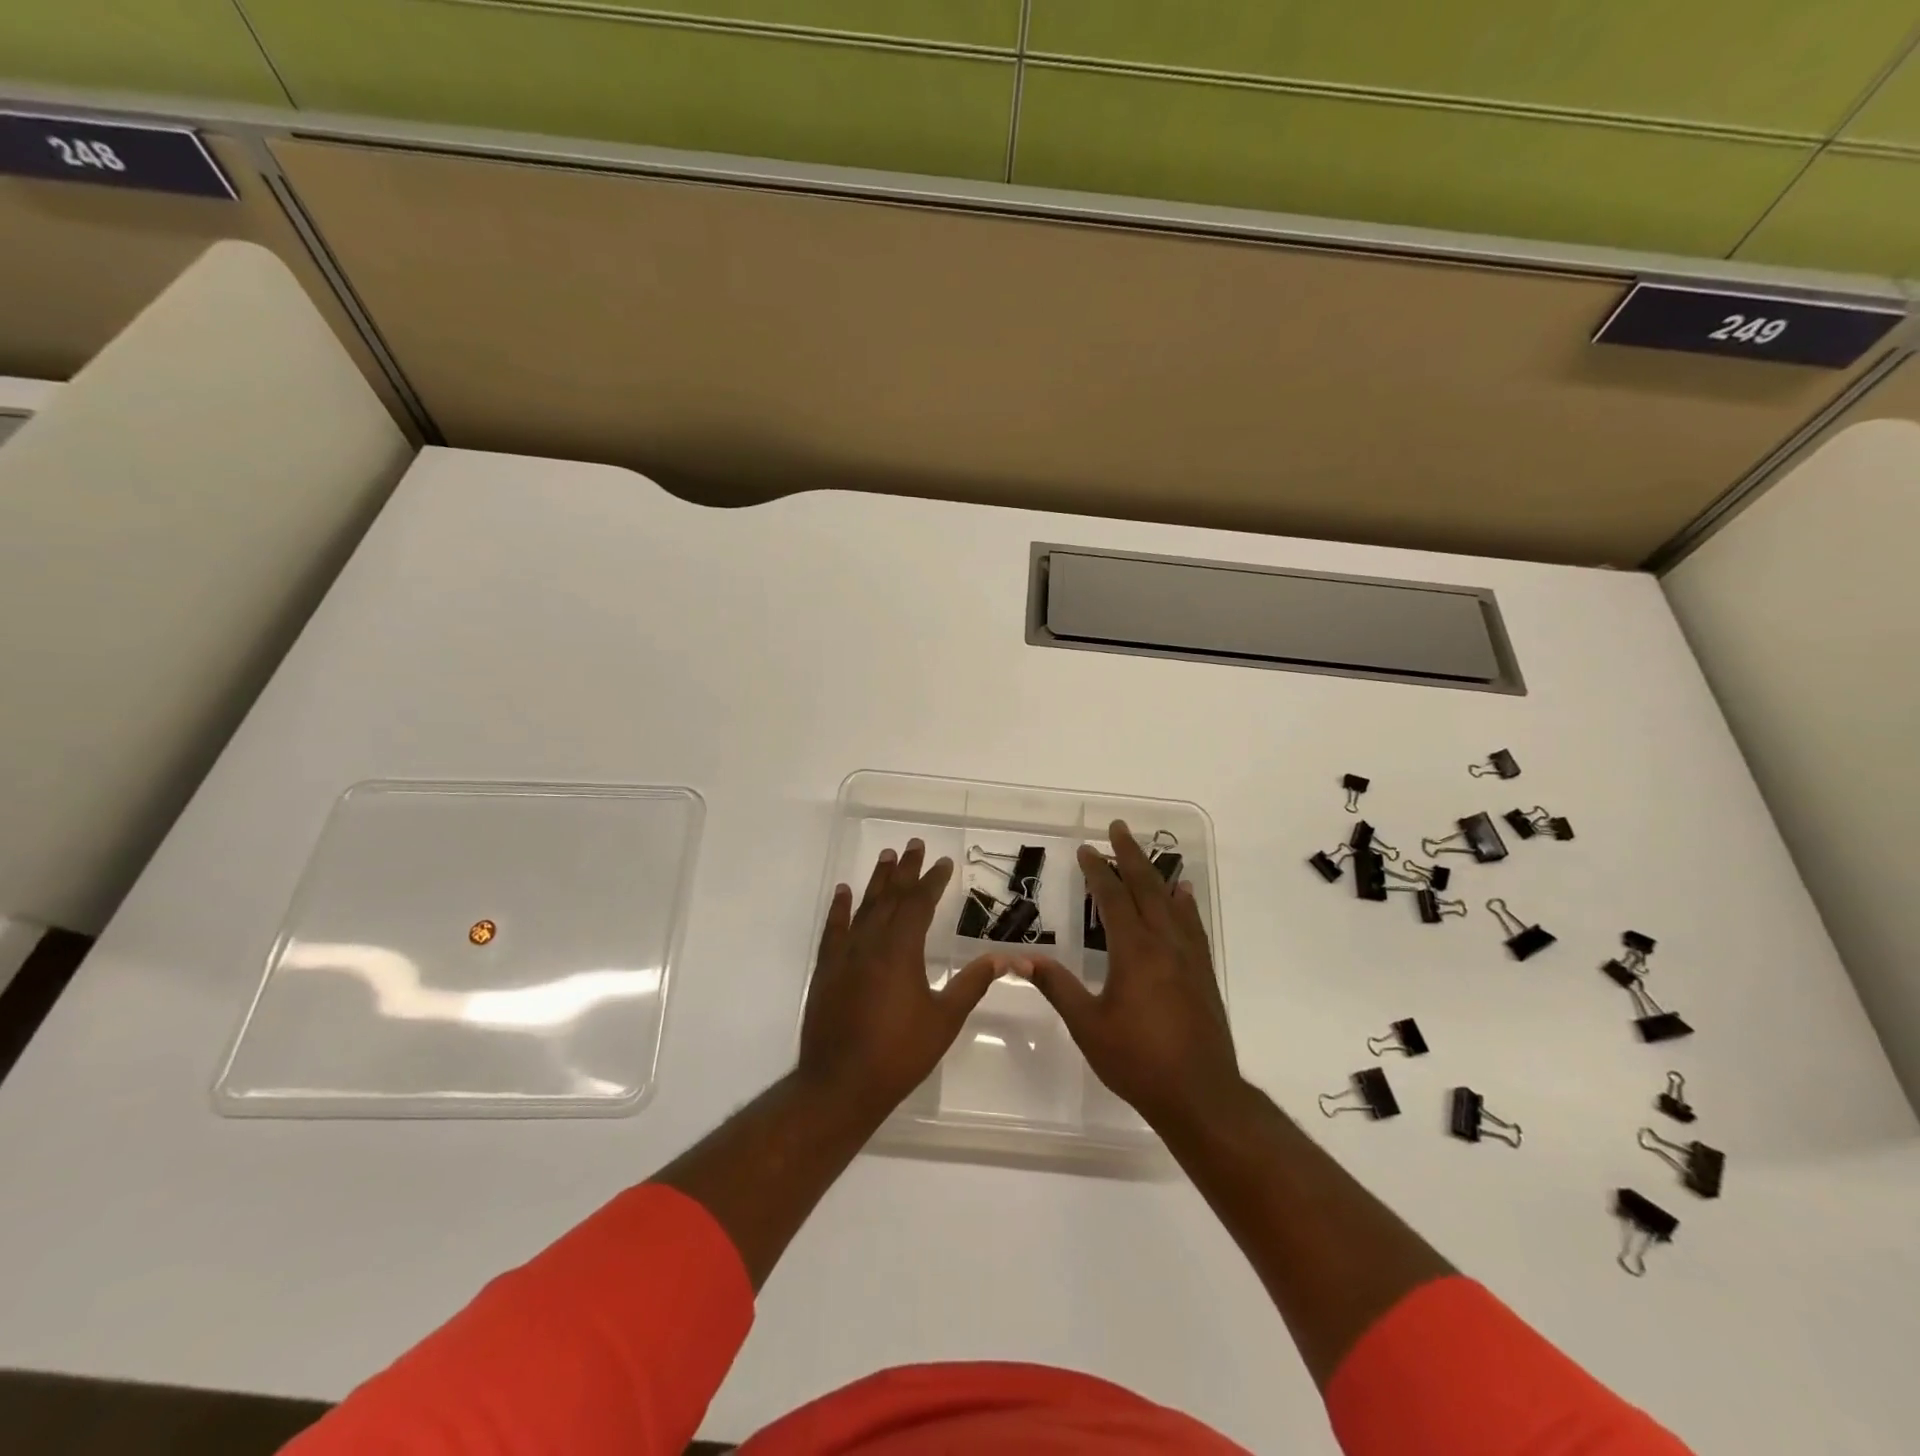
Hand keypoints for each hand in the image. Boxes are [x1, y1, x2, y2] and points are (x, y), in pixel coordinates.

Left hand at [798, 839, 1003, 1118]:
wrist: (839, 1084)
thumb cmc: (898, 1054)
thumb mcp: (944, 1019)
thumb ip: (971, 984)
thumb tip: (1003, 958)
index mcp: (902, 950)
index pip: (920, 904)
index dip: (933, 881)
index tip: (943, 862)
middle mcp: (871, 942)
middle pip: (891, 896)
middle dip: (905, 870)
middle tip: (914, 844)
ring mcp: (845, 954)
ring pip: (864, 906)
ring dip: (877, 881)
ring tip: (887, 856)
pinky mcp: (826, 969)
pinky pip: (833, 928)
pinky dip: (839, 908)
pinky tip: (843, 892)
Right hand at [1023, 820, 1241, 1129]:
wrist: (1199, 1094)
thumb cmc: (1137, 1060)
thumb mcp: (1088, 1025)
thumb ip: (1058, 987)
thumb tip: (1023, 959)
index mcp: (1134, 951)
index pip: (1111, 898)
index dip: (1096, 871)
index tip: (1085, 849)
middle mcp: (1164, 943)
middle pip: (1146, 887)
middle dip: (1130, 855)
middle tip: (1118, 828)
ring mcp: (1188, 957)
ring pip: (1171, 902)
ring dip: (1156, 874)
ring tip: (1148, 853)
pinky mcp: (1203, 973)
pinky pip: (1192, 924)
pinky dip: (1185, 903)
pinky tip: (1184, 896)